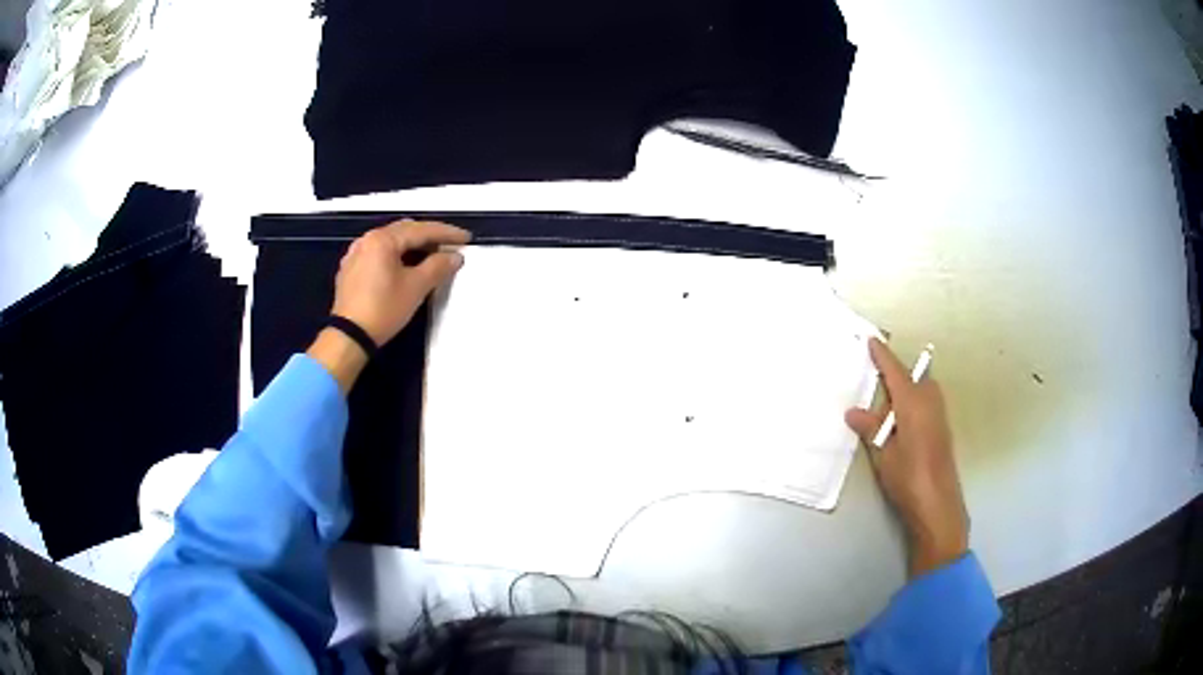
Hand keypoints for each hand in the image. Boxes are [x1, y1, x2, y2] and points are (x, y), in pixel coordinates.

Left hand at [331, 219, 469, 344]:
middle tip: (449, 245)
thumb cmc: (384, 309)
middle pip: (404, 231)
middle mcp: (367, 240)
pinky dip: (395, 256)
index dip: (446, 233)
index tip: (465, 238)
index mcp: (383, 239)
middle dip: (428, 236)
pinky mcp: (350, 270)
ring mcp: (355, 254)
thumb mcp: (416, 287)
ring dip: (411, 246)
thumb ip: (438, 267)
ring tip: (430, 255)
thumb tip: (455, 256)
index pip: (421, 230)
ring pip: (390, 242)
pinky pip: (378, 254)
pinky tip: (404, 266)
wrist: (349, 336)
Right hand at [845, 338, 968, 576]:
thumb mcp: (883, 453)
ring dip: (905, 391)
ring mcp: (939, 415)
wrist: (937, 504)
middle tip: (874, 379)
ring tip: (884, 404)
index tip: (872, 341)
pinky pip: (925, 403)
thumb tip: (853, 411)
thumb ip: (871, 428)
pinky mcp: (942, 429)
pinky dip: (912, 403)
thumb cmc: (908, 476)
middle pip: (912, 378)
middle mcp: (929, 401)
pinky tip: (900, 422)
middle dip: (896, 375)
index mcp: (913, 402)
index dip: (883, 356)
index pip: (895, 371)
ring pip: (921, 391)